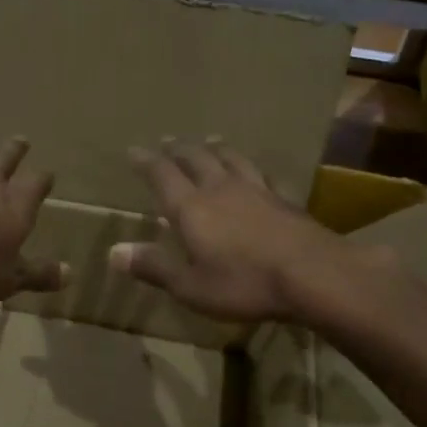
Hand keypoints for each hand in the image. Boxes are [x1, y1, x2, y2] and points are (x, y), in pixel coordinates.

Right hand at [111, 139, 343, 322]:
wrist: (313, 274)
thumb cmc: (243, 283)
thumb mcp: (191, 286)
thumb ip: (154, 267)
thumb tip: (113, 252)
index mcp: (191, 208)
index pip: (162, 175)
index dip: (146, 161)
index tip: (134, 150)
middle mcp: (220, 189)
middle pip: (196, 158)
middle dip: (179, 150)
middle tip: (169, 142)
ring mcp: (255, 190)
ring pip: (231, 159)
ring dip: (216, 148)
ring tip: (210, 140)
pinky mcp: (284, 199)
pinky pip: (263, 175)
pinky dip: (252, 168)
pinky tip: (257, 172)